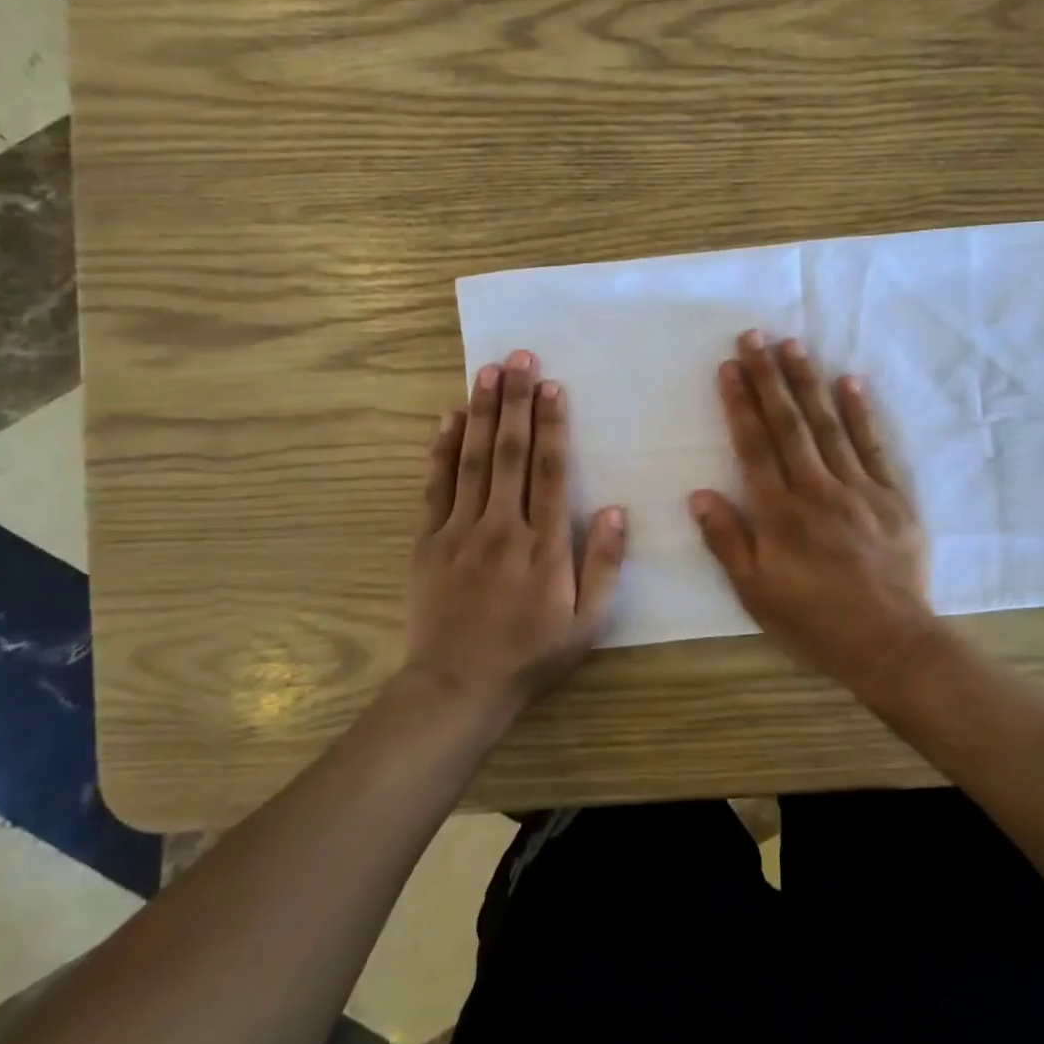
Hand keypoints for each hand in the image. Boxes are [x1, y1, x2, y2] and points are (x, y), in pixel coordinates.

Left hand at [407, 349, 626, 714]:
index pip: (549, 471)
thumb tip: (614, 510)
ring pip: (473, 460)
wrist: (458, 686)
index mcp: (544, 545)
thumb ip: (603, 565)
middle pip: (510, 453)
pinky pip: (435, 487)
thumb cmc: (530, 654)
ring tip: (486, 372)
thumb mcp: (586, 622)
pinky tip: (448, 419)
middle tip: (519, 357)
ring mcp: (460, 532)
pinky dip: (442, 451)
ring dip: (481, 413)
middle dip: (516, 401)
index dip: (552, 425)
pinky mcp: (428, 541)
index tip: (552, 385)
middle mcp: (502, 527)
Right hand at [689, 331, 935, 695]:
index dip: (740, 403)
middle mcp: (816, 489)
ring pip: (828, 425)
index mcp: (779, 513)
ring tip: (793, 346)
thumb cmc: (813, 621)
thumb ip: (726, 540)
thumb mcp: (754, 592)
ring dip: (808, 382)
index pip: (754, 445)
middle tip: (755, 337)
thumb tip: (699, 493)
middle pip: (789, 424)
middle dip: (768, 377)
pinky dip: (861, 412)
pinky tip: (850, 381)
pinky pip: (873, 446)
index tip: (729, 366)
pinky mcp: (892, 496)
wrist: (889, 643)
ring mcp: (858, 489)